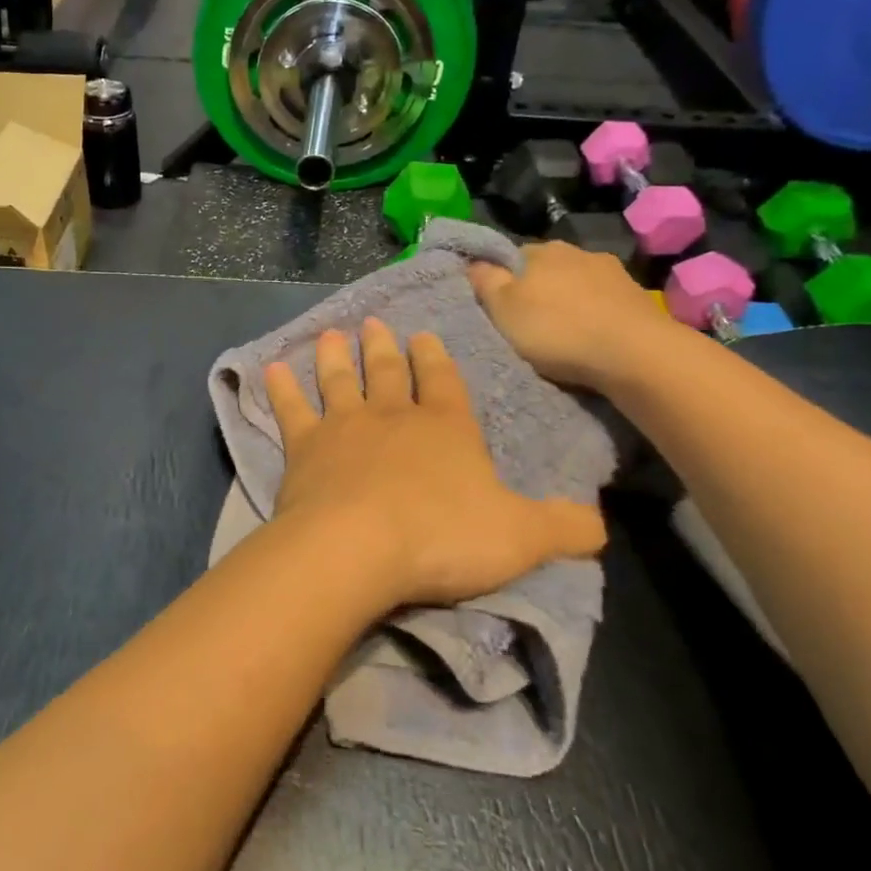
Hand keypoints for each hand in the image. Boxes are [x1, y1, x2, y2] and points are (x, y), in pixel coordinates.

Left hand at [263, 318, 604, 611]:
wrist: (358, 548)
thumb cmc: (443, 537)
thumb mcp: (520, 538)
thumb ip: (562, 527)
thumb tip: (600, 525)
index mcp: (446, 427)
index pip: (444, 381)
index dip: (435, 358)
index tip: (424, 336)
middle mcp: (393, 416)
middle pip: (387, 372)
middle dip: (383, 347)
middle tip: (374, 323)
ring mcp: (344, 427)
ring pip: (340, 381)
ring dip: (335, 357)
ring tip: (330, 334)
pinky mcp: (303, 449)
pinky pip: (291, 410)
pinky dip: (281, 389)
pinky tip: (270, 368)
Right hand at [468, 242, 681, 389]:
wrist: (633, 352)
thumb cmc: (557, 330)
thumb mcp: (503, 310)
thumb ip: (485, 282)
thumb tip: (473, 261)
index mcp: (540, 251)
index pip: (511, 256)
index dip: (502, 280)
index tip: (499, 306)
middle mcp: (577, 251)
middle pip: (546, 269)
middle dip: (538, 290)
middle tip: (528, 323)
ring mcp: (612, 272)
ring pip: (578, 283)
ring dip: (569, 301)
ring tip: (564, 332)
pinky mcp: (637, 295)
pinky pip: (604, 300)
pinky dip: (595, 313)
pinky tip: (593, 334)